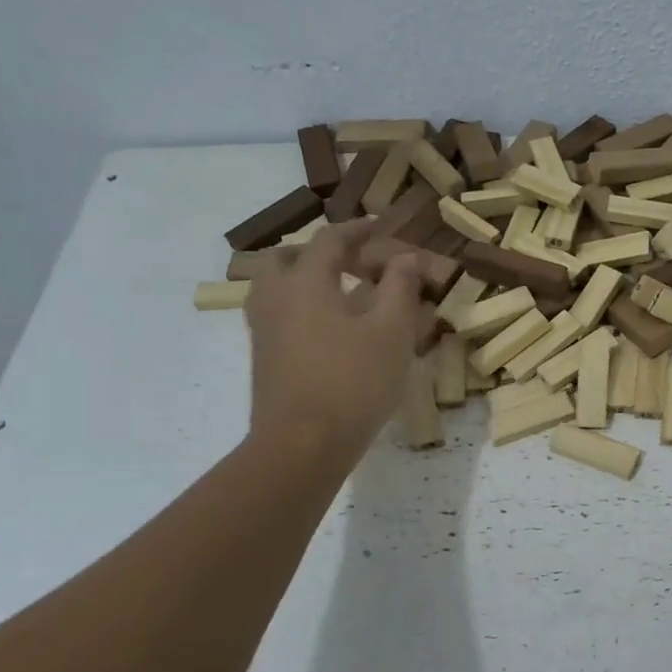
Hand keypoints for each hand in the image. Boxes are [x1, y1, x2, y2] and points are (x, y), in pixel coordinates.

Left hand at [243, 221, 427, 461]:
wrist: (302, 446)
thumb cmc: (353, 382)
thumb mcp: (391, 332)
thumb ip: (401, 288)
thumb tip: (407, 257)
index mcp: (305, 282)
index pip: (330, 240)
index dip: (359, 229)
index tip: (382, 225)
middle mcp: (276, 298)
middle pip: (289, 259)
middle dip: (322, 253)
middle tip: (355, 262)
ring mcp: (264, 331)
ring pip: (278, 288)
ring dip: (308, 281)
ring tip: (343, 296)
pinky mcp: (264, 359)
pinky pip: (280, 316)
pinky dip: (304, 308)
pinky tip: (333, 332)